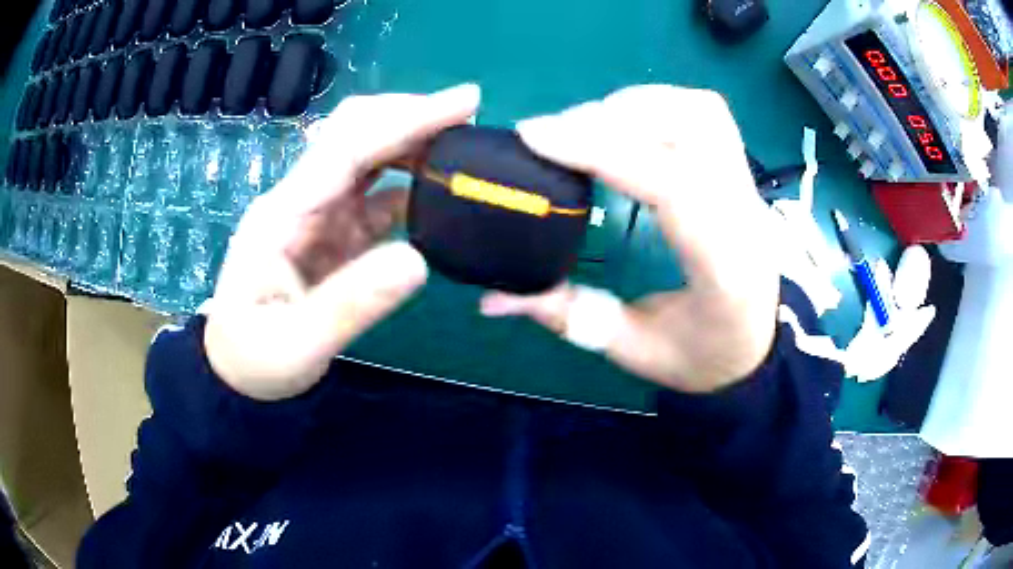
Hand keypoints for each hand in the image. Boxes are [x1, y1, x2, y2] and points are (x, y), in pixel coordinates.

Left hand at [204, 85, 480, 399]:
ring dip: (412, 143)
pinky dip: (407, 184)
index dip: (406, 120)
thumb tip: (418, 260)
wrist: (237, 373)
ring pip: (367, 159)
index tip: (465, 101)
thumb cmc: (256, 359)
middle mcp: (300, 201)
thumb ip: (352, 304)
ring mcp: (317, 215)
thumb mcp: (298, 344)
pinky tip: (436, 191)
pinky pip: (374, 196)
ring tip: (461, 146)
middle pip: (355, 135)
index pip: (348, 149)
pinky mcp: (331, 233)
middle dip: (410, 116)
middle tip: (469, 115)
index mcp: (283, 214)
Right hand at [480, 85, 779, 392]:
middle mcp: (745, 215)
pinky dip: (661, 103)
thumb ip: (566, 317)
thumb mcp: (633, 350)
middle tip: (555, 135)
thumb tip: (490, 301)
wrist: (760, 348)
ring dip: (637, 104)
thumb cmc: (704, 358)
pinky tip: (628, 124)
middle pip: (690, 129)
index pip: (672, 185)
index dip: (601, 150)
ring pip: (701, 112)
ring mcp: (749, 188)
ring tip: (589, 124)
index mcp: (723, 267)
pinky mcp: (741, 174)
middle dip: (611, 118)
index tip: (535, 137)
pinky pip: (708, 114)